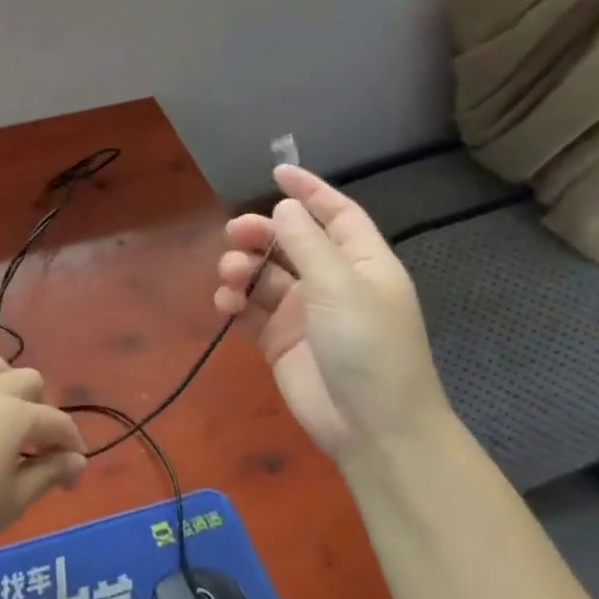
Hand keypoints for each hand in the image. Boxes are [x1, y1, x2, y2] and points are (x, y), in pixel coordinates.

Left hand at [0, 354, 86, 569]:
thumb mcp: (13, 501)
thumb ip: (49, 474)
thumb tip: (76, 459)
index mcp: (17, 415)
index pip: (59, 424)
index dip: (72, 451)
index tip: (70, 482)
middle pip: (30, 382)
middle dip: (42, 411)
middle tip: (37, 451)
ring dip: (9, 387)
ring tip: (5, 422)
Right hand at [214, 165, 448, 464]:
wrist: (371, 427)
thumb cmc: (368, 347)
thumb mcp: (340, 286)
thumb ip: (307, 243)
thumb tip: (284, 206)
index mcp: (362, 263)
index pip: (336, 214)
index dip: (310, 191)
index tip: (277, 171)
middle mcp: (333, 281)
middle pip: (290, 242)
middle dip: (261, 233)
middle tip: (235, 234)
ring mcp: (305, 312)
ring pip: (264, 274)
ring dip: (243, 268)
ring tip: (230, 277)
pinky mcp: (279, 339)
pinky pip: (250, 309)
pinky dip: (234, 302)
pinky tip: (226, 305)